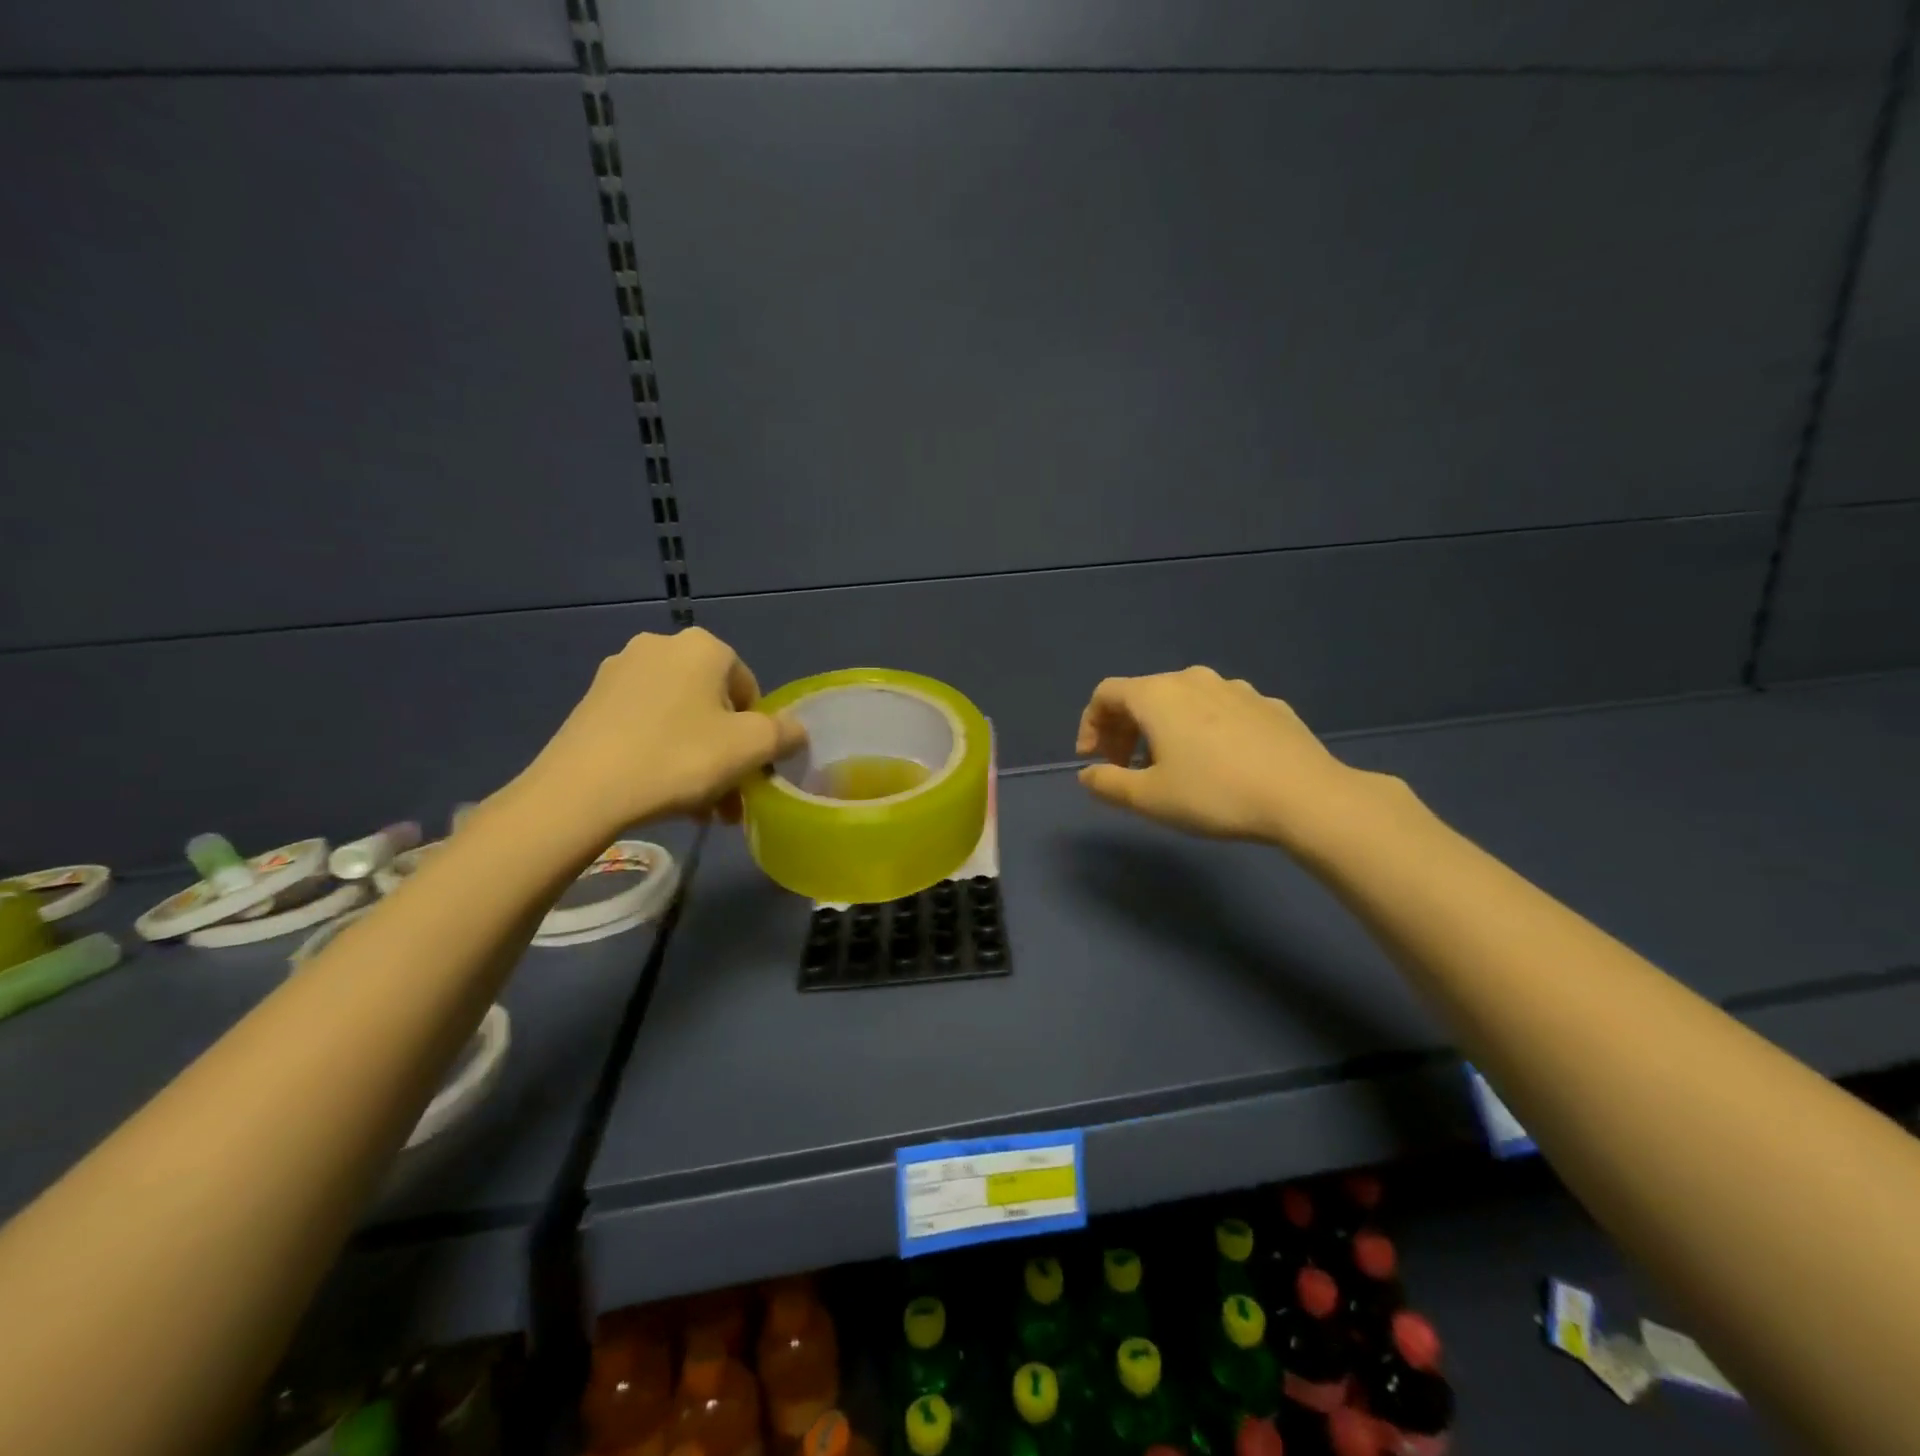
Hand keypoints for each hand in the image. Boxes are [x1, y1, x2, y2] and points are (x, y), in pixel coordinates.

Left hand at [520, 628, 804, 837]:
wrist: (582, 790)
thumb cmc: (680, 758)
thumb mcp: (751, 748)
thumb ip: (785, 734)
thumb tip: (794, 731)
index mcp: (703, 646)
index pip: (750, 689)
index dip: (758, 734)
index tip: (751, 771)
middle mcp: (660, 647)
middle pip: (713, 706)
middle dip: (727, 752)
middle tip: (729, 798)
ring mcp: (619, 673)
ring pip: (680, 719)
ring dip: (698, 760)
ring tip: (699, 808)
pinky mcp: (591, 702)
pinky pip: (645, 726)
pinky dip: (662, 755)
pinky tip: (663, 794)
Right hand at [1075, 667, 1398, 853]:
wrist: (1305, 796)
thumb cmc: (1214, 794)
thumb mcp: (1149, 798)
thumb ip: (1108, 783)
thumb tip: (1087, 774)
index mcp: (1158, 695)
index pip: (1106, 694)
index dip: (1090, 725)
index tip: (1093, 760)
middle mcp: (1193, 680)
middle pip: (1144, 694)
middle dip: (1125, 729)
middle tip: (1126, 767)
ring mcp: (1235, 688)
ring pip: (1183, 701)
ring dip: (1164, 728)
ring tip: (1171, 766)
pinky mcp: (1268, 705)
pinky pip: (1220, 710)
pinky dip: (1203, 729)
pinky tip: (1218, 762)